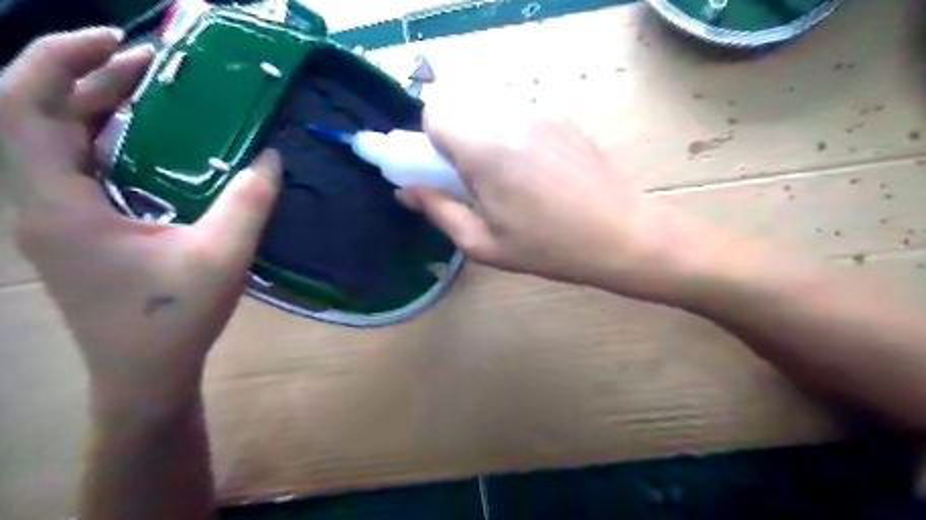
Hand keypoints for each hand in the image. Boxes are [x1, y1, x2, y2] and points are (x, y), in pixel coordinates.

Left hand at [0, 29, 281, 410]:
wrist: (145, 374)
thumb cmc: (174, 319)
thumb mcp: (222, 256)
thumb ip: (248, 203)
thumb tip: (270, 156)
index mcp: (60, 206)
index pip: (23, 107)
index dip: (58, 60)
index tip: (118, 41)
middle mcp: (42, 205)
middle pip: (38, 116)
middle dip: (89, 77)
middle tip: (150, 62)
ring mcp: (57, 220)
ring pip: (57, 142)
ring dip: (98, 108)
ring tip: (150, 90)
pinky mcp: (78, 232)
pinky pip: (79, 168)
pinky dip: (109, 142)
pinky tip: (151, 144)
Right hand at [399, 110, 711, 303]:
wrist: (623, 236)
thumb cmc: (548, 248)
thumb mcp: (483, 243)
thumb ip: (437, 210)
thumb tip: (406, 191)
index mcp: (484, 148)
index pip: (434, 112)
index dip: (428, 141)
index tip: (440, 171)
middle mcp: (510, 118)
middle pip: (462, 109)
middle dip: (455, 141)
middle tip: (473, 183)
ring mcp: (542, 115)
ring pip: (492, 113)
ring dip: (485, 140)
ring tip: (510, 183)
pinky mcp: (565, 120)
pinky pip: (522, 121)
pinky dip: (514, 140)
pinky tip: (539, 177)